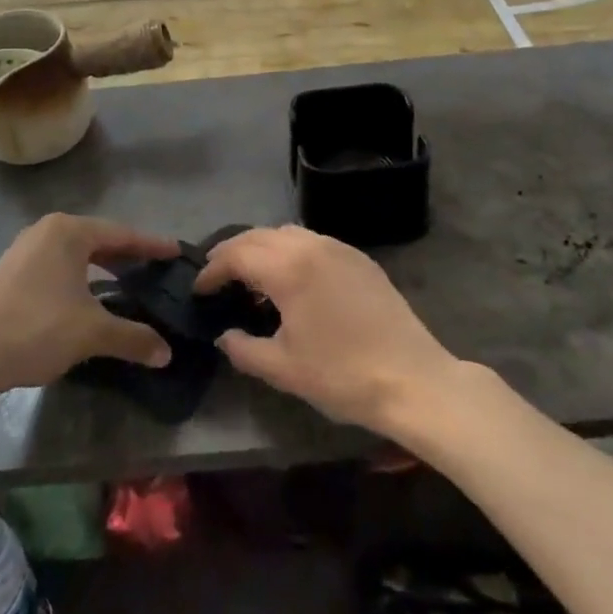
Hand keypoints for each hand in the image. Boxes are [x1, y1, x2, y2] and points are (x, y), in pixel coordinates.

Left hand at [0, 213, 178, 400]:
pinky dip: (82, 277)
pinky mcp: (12, 273)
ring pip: (77, 254)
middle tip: (157, 268)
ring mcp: (25, 251)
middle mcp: (46, 231)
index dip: (152, 245)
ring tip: (129, 283)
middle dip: (128, 255)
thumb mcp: (91, 333)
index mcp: (68, 232)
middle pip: (99, 239)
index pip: (122, 234)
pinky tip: (90, 299)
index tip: (177, 251)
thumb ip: (133, 337)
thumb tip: (167, 353)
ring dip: (104, 268)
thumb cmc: (35, 329)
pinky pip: (59, 266)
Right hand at [193, 226, 458, 434]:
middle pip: (259, 236)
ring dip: (262, 247)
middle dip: (232, 251)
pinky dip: (291, 251)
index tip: (199, 289)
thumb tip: (224, 336)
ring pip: (287, 233)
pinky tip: (292, 279)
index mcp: (288, 268)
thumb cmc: (342, 375)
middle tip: (216, 274)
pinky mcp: (359, 259)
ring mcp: (339, 248)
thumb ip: (244, 349)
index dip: (212, 269)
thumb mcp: (284, 369)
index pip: (236, 255)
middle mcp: (311, 246)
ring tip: (252, 275)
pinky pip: (313, 242)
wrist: (413, 379)